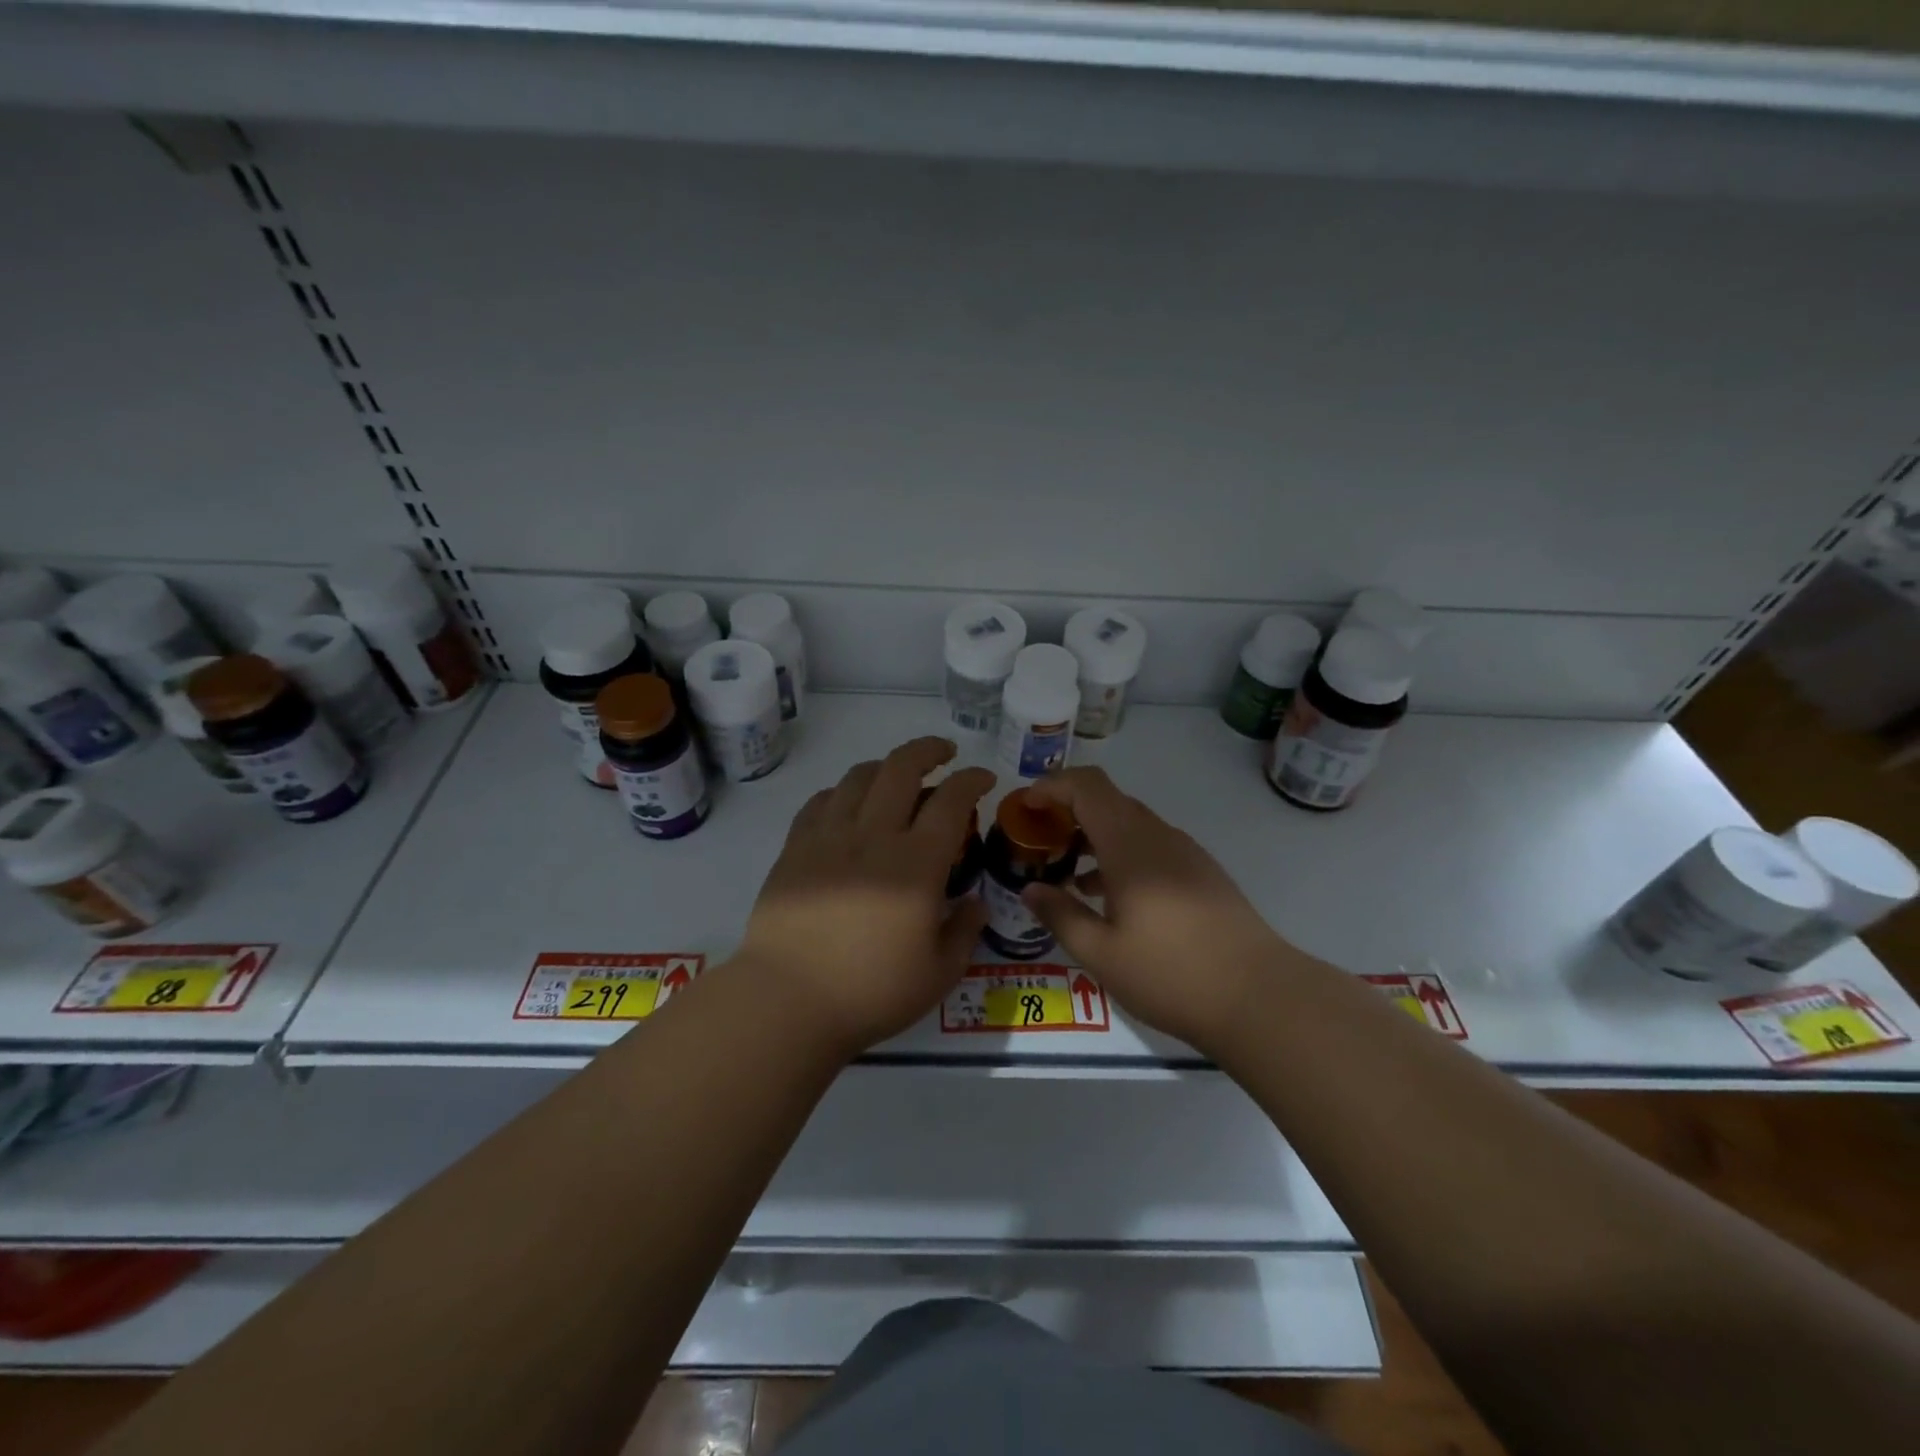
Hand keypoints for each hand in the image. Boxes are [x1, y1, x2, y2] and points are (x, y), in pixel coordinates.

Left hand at [737, 737, 993, 1057]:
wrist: (786, 1001)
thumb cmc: (870, 992)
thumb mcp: (938, 974)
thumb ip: (964, 932)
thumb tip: (975, 903)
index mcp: (916, 864)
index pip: (951, 801)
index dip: (972, 780)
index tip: (983, 778)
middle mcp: (874, 836)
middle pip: (902, 768)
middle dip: (929, 750)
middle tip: (944, 753)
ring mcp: (829, 837)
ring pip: (858, 777)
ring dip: (885, 766)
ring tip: (897, 776)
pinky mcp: (795, 848)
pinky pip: (821, 801)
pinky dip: (842, 791)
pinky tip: (848, 804)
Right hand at [1022, 767, 1288, 1051]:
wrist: (1260, 997)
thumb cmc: (1171, 973)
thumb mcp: (1101, 953)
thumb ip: (1060, 915)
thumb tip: (1032, 889)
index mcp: (1130, 845)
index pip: (1086, 786)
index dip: (1051, 786)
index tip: (1024, 807)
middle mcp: (1158, 836)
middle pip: (1107, 800)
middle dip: (1067, 811)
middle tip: (1039, 842)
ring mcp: (1184, 853)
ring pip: (1129, 824)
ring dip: (1094, 836)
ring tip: (1066, 873)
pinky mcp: (1201, 873)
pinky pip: (1150, 846)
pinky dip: (1120, 855)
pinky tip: (1109, 897)